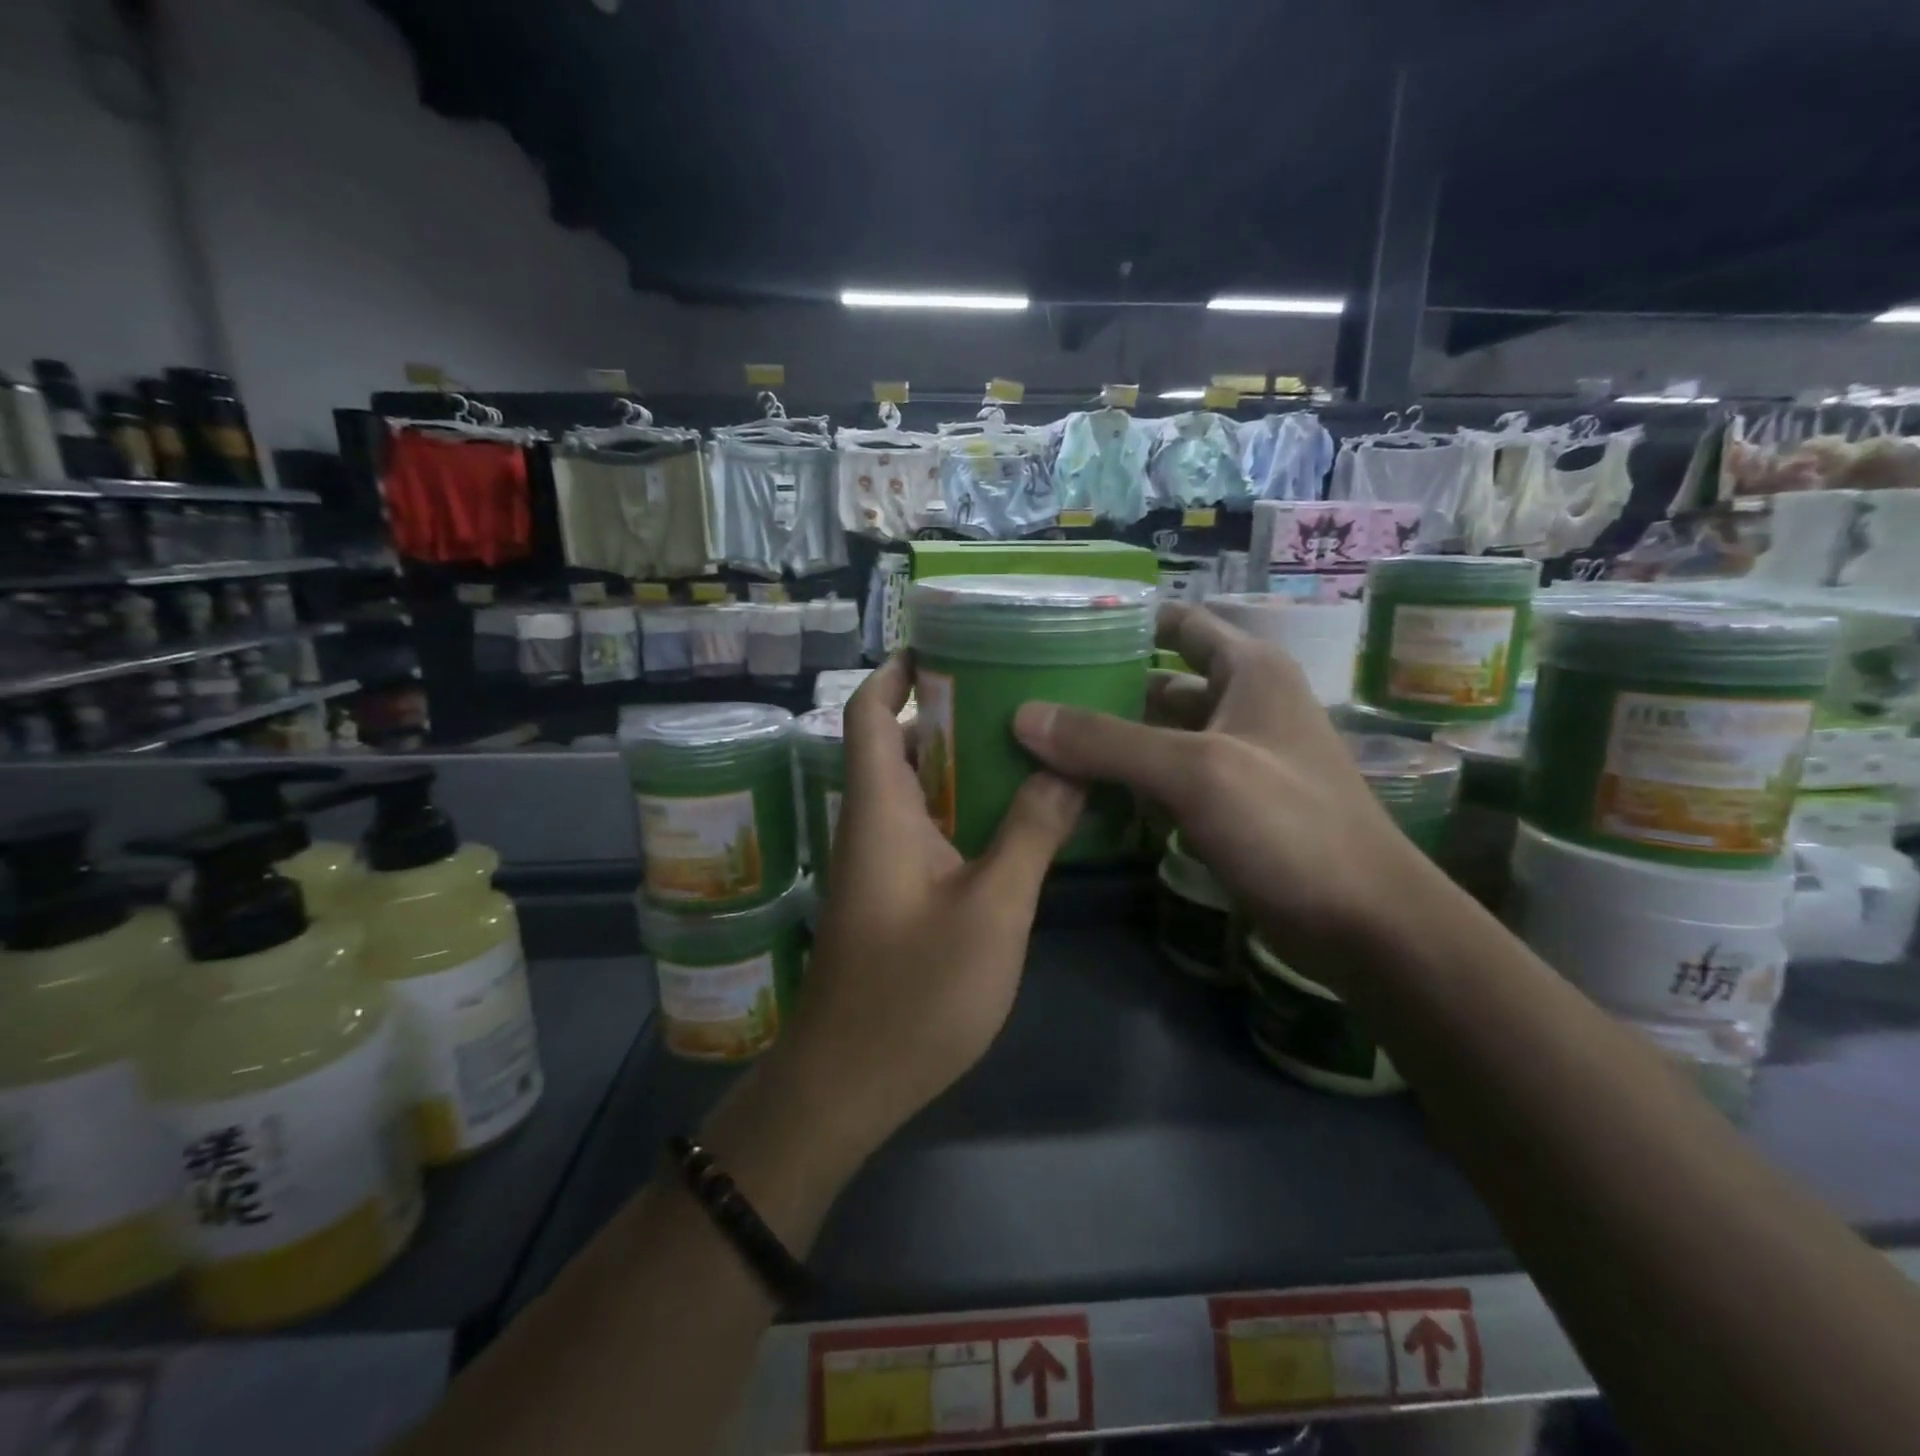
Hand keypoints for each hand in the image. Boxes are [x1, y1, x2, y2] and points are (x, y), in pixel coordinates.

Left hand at [779, 654, 1084, 1159]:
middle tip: (1015, 688)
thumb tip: (1066, 767)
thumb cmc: (915, 992)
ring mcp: (877, 862)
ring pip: (913, 787)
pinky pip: (924, 827)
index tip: (945, 644)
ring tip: (1026, 740)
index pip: (868, 713)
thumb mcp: (992, 909)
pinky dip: (960, 806)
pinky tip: (1013, 815)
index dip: (896, 671)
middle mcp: (870, 824)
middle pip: (895, 742)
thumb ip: (1030, 833)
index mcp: (878, 810)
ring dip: (957, 759)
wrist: (849, 1083)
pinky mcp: (891, 894)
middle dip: (944, 708)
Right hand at [1013, 601, 1425, 969]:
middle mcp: (1242, 706)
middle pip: (1159, 685)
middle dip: (1102, 691)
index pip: (1181, 624)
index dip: (1127, 623)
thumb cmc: (1289, 826)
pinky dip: (1128, 784)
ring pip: (1158, 737)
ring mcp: (1235, 760)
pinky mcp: (1227, 807)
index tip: (1061, 631)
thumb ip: (1107, 741)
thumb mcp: (1195, 772)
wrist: (1364, 923)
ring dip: (1109, 743)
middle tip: (1031, 699)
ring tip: (1039, 746)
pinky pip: (1166, 782)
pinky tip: (1080, 795)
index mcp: (1249, 672)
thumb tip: (1023, 715)